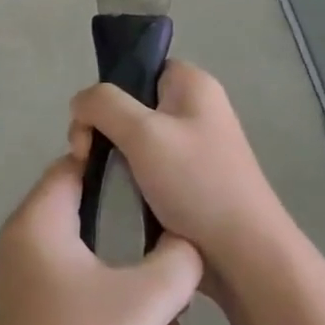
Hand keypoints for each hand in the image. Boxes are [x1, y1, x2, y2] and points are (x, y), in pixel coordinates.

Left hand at [0, 155, 202, 324]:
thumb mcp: (145, 302)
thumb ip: (177, 259)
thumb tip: (185, 242)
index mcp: (39, 221)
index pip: (77, 165)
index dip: (120, 169)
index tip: (163, 187)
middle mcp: (26, 241)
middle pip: (95, 221)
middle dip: (145, 252)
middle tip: (182, 274)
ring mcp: (27, 281)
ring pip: (97, 267)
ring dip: (140, 299)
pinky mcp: (35, 315)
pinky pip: (84, 296)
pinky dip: (118, 317)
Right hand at [69, 61, 291, 303]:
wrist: (245, 255)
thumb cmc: (196, 184)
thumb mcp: (143, 133)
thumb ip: (102, 104)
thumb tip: (79, 104)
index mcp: (192, 84)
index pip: (136, 68)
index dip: (107, 93)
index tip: (91, 127)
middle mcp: (195, 108)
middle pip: (129, 104)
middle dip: (101, 130)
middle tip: (85, 159)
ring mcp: (194, 146)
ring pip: (133, 140)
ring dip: (111, 159)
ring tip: (101, 184)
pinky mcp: (190, 180)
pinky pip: (146, 167)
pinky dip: (127, 180)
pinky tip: (119, 199)